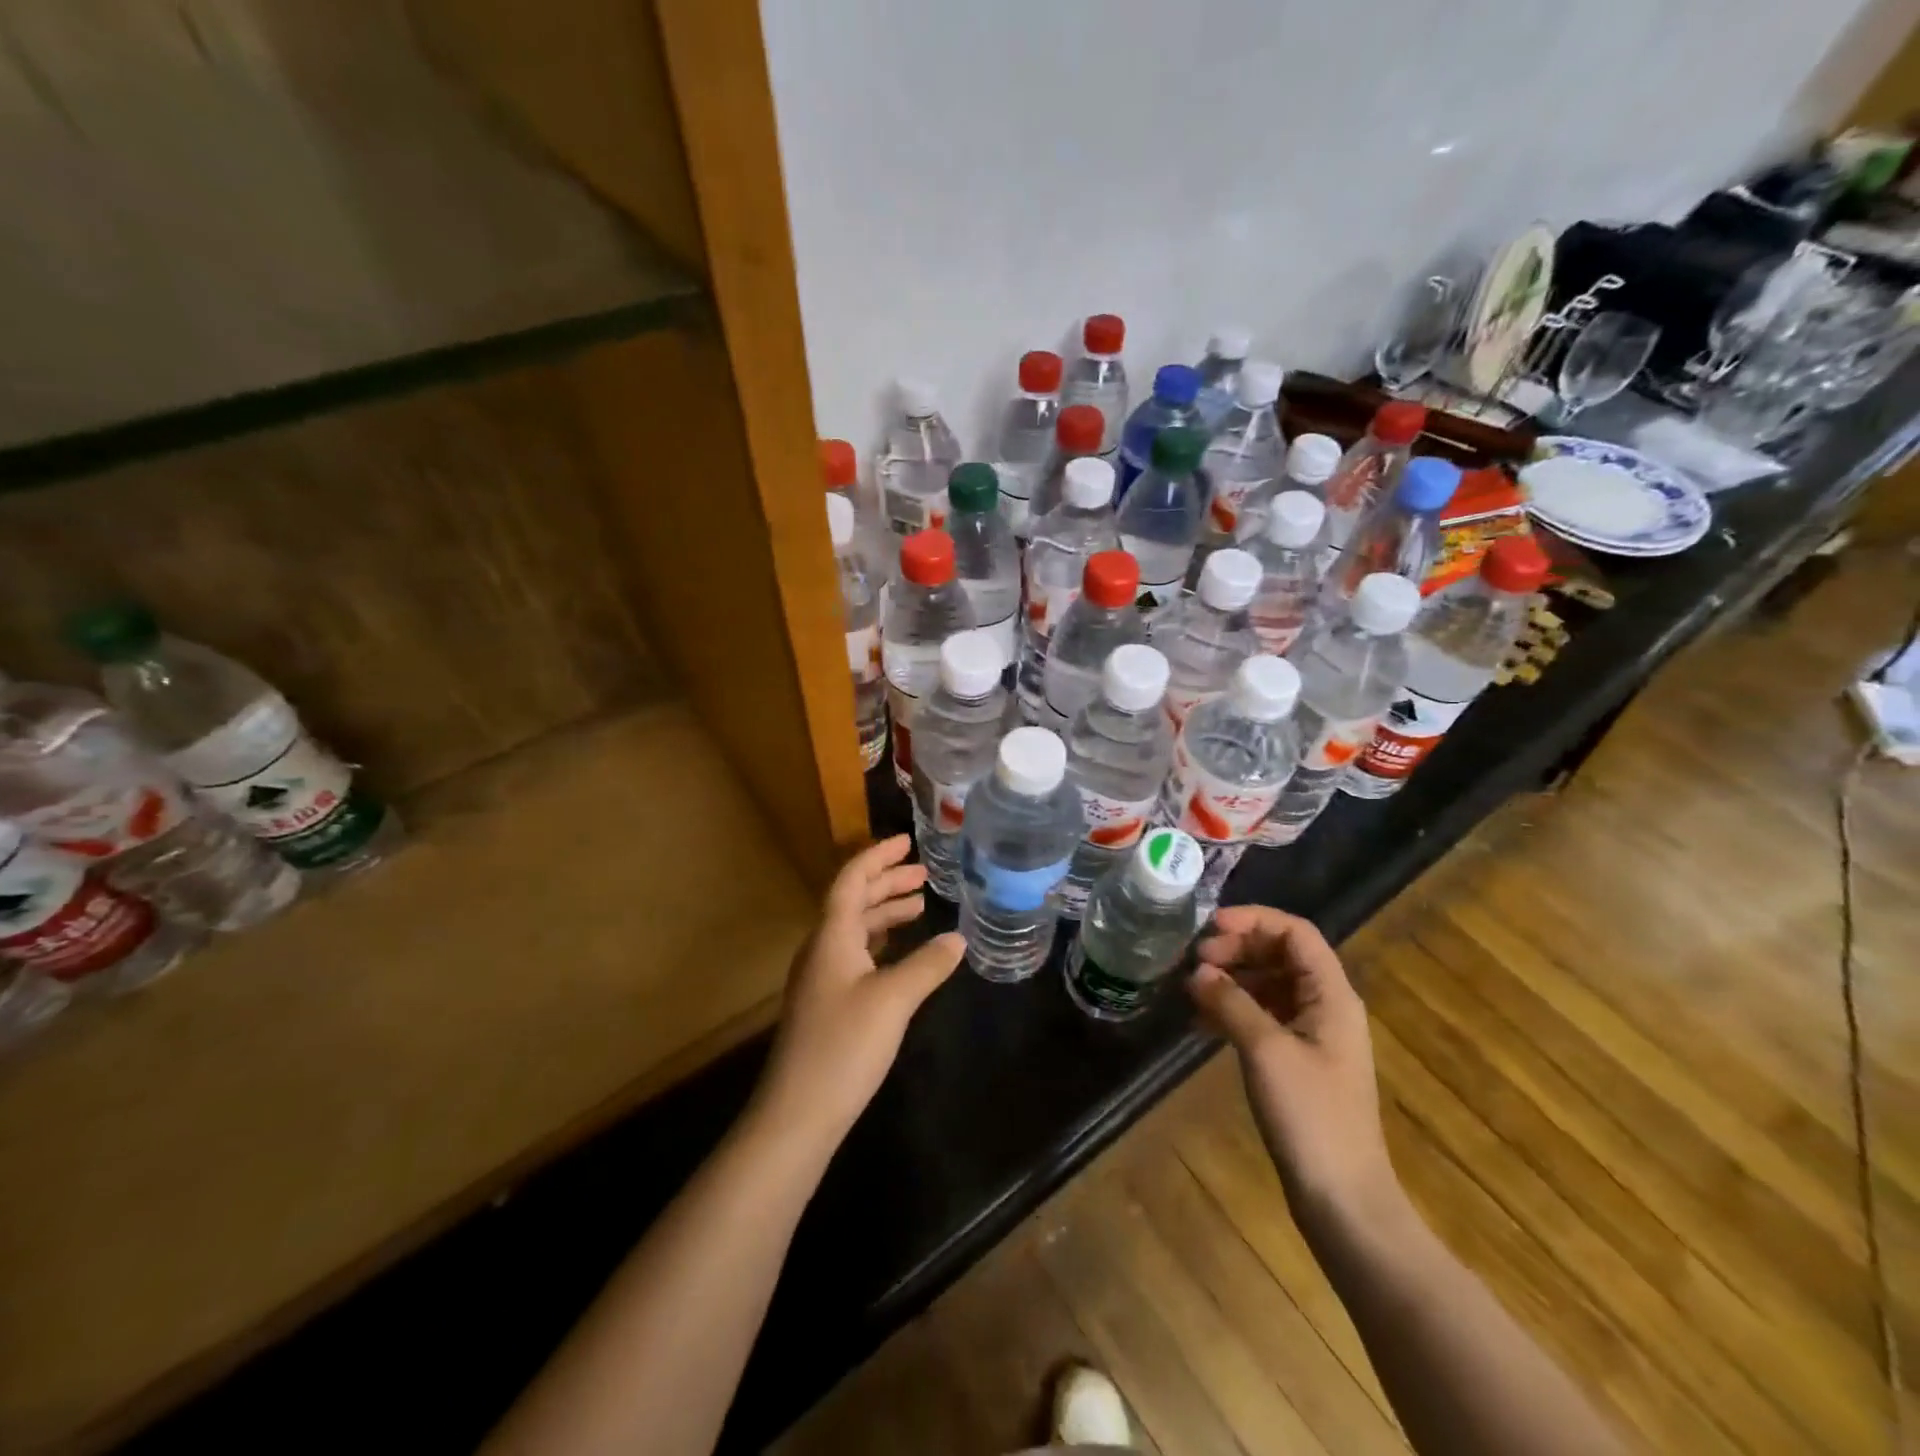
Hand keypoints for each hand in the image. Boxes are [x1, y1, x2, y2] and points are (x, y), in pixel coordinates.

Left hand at [753, 835, 964, 1148]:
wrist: (797, 1113)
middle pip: (853, 901)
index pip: (851, 880)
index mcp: (831, 936)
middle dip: (887, 883)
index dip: (878, 857)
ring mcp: (821, 978)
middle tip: (924, 873)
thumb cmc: (844, 1046)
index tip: (907, 841)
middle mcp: (822, 949)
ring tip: (920, 906)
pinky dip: (880, 942)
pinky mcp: (826, 1004)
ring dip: (885, 912)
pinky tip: (900, 954)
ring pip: (854, 929)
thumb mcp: (893, 1000)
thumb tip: (958, 938)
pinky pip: (855, 954)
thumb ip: (927, 965)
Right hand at [1188, 906, 1397, 1222]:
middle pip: (1281, 955)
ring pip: (1270, 986)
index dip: (1253, 920)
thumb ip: (1231, 1002)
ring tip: (1192, 989)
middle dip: (1237, 949)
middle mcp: (1326, 1007)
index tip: (1209, 929)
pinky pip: (1264, 1017)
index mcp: (1331, 996)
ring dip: (1232, 979)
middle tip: (1195, 961)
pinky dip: (1234, 1010)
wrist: (1343, 1200)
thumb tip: (1197, 972)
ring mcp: (1313, 1037)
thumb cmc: (1311, 1116)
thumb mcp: (1266, 1050)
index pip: (1296, 933)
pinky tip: (1201, 1022)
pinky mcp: (1298, 1063)